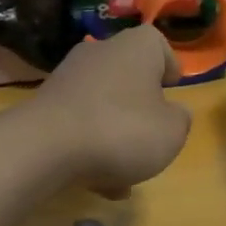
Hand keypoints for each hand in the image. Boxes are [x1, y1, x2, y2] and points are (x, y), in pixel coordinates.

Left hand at [26, 26, 192, 196]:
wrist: (46, 147)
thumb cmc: (122, 130)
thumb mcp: (172, 132)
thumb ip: (180, 120)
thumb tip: (173, 113)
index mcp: (136, 47)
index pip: (157, 43)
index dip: (169, 66)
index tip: (173, 91)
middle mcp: (100, 52)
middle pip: (128, 76)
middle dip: (140, 109)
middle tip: (151, 137)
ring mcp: (68, 77)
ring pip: (103, 105)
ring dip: (115, 136)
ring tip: (124, 175)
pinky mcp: (45, 105)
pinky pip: (79, 124)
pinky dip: (89, 147)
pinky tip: (96, 181)